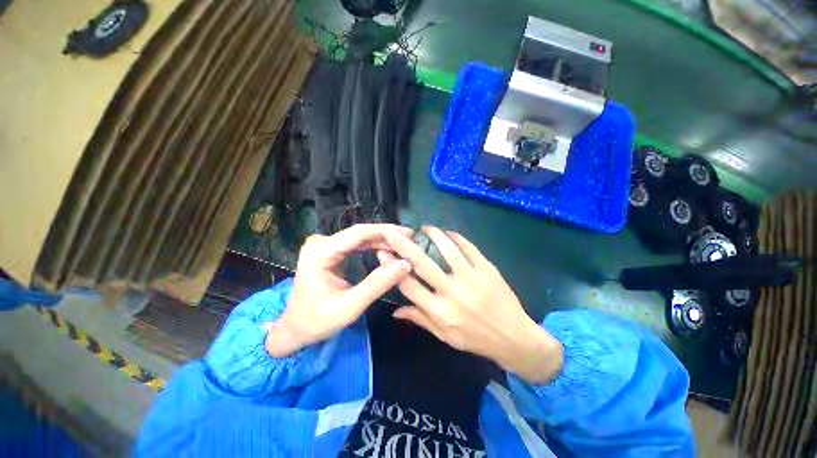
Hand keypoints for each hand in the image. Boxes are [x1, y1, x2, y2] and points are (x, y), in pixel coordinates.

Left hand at [265, 224, 412, 357]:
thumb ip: (377, 284)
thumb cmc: (317, 321)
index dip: (385, 232)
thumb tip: (405, 264)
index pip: (358, 234)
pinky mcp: (330, 250)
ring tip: (404, 243)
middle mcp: (321, 242)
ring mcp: (324, 245)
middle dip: (387, 235)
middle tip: (411, 239)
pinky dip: (373, 246)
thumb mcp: (349, 306)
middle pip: (360, 233)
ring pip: (360, 237)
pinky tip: (388, 248)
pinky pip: (356, 244)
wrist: (295, 328)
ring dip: (382, 240)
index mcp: (320, 252)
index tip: (408, 234)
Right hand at [380, 226, 563, 383]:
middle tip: (392, 232)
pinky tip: (448, 233)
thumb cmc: (476, 339)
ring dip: (433, 235)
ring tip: (424, 228)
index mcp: (440, 312)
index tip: (382, 253)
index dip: (392, 267)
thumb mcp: (445, 336)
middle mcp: (453, 293)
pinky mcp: (487, 270)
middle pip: (423, 263)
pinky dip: (456, 237)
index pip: (408, 285)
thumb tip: (395, 310)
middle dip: (404, 245)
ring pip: (447, 249)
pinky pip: (469, 248)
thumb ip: (420, 319)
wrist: (514, 339)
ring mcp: (472, 279)